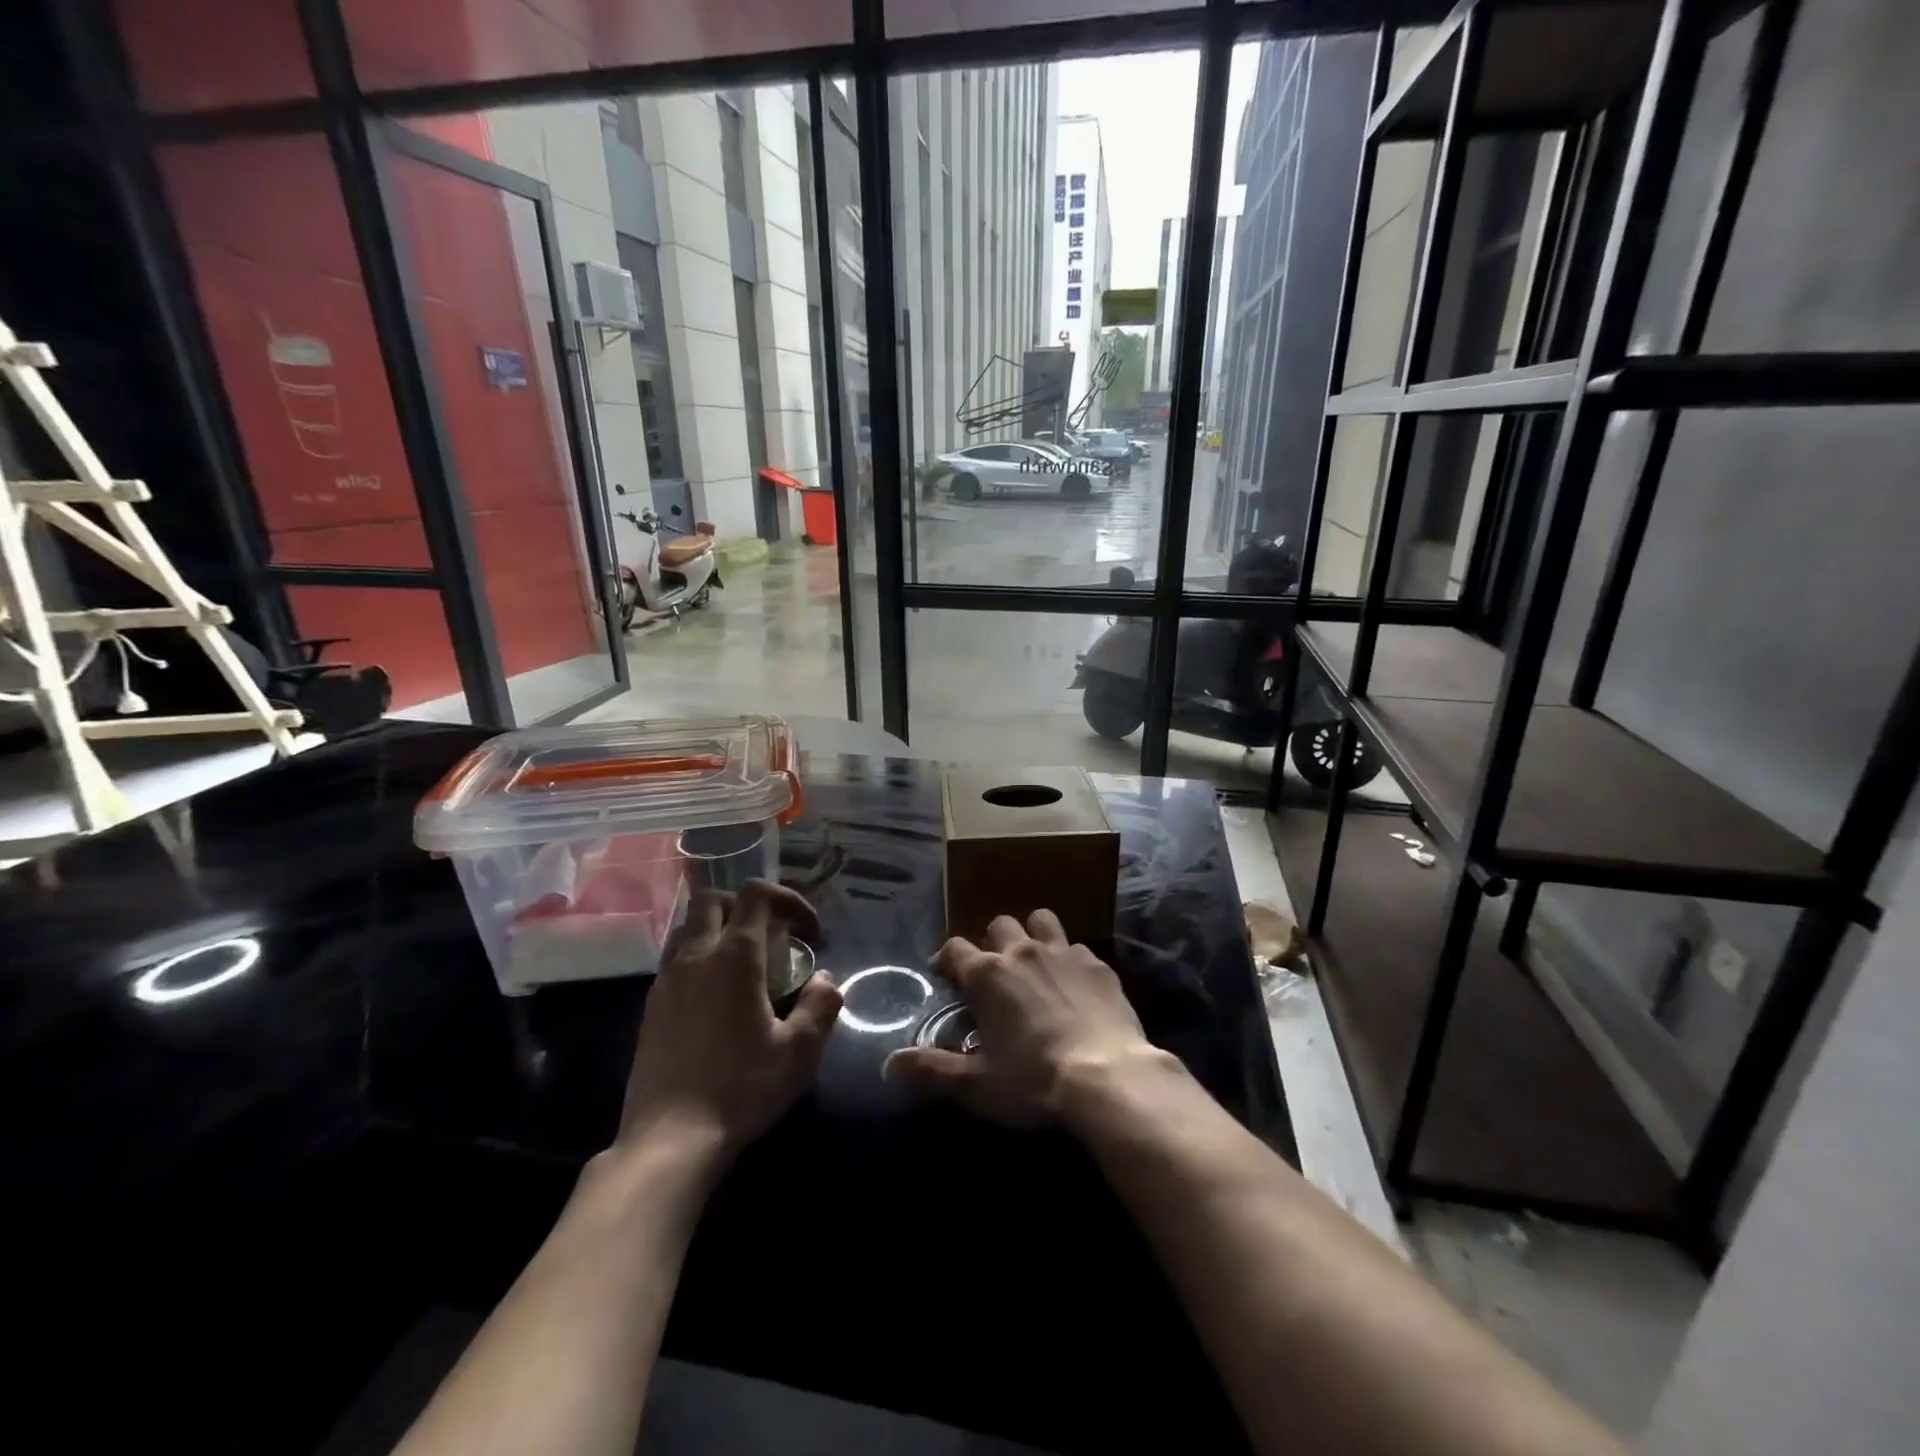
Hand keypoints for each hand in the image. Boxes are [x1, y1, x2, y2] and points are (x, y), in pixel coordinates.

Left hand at [616, 880, 841, 1163]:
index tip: (808, 931)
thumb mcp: (800, 1051)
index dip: (788, 899)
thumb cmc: (741, 1088)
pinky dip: (700, 958)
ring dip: (718, 929)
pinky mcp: (651, 1006)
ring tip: (744, 963)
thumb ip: (821, 1005)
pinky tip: (717, 997)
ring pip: (688, 927)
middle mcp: (696, 955)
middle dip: (747, 906)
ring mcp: (667, 979)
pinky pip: (675, 959)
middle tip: (773, 938)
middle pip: (715, 900)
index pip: (757, 895)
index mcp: (735, 956)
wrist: (670, 1139)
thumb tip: (825, 978)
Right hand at [884, 909, 1161, 1126]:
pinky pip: (1076, 947)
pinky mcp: (1096, 963)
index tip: (945, 974)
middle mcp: (1021, 951)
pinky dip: (1069, 960)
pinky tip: (1074, 985)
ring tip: (1034, 962)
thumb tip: (890, 1064)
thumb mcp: (976, 1085)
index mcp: (987, 974)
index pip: (954, 948)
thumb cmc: (1033, 1081)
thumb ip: (932, 1070)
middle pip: (998, 924)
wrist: (1107, 1077)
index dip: (946, 959)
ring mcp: (1062, 952)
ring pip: (1040, 920)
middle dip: (991, 941)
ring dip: (1032, 934)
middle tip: (994, 972)